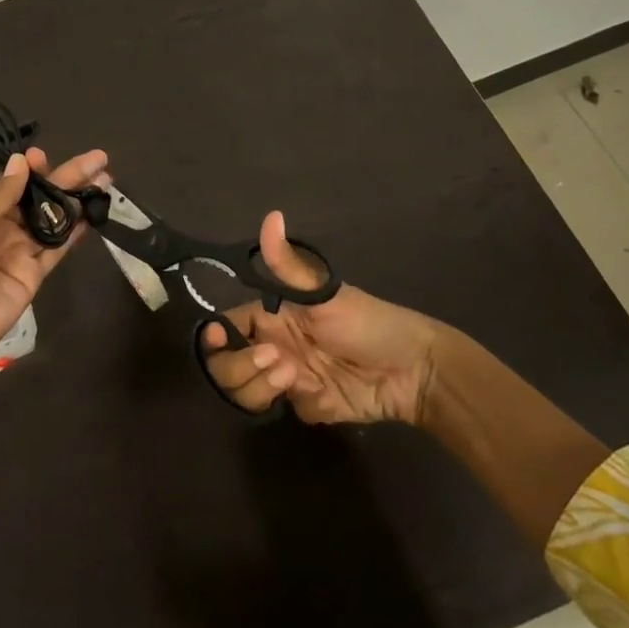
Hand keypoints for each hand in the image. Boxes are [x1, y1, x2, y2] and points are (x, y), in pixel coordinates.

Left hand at [0, 146, 107, 391]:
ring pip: (52, 220)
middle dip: (65, 177)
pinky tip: (93, 209)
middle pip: (36, 199)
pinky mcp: (33, 276)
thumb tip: (22, 162)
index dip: (28, 171)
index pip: (8, 186)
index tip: (43, 157)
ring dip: (76, 199)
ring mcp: (17, 254)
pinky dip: (75, 229)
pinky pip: (57, 247)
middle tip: (98, 159)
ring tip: (105, 178)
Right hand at [200, 211, 439, 424]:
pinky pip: (290, 412)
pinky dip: (306, 404)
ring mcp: (290, 379)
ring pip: (249, 394)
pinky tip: (328, 393)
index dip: (215, 338)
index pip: (227, 327)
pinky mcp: (310, 405)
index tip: (219, 341)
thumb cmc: (367, 321)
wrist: (413, 368)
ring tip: (296, 377)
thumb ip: (288, 265)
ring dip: (263, 387)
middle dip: (240, 367)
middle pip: (228, 366)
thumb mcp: (324, 294)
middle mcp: (274, 347)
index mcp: (271, 316)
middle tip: (275, 360)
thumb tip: (272, 215)